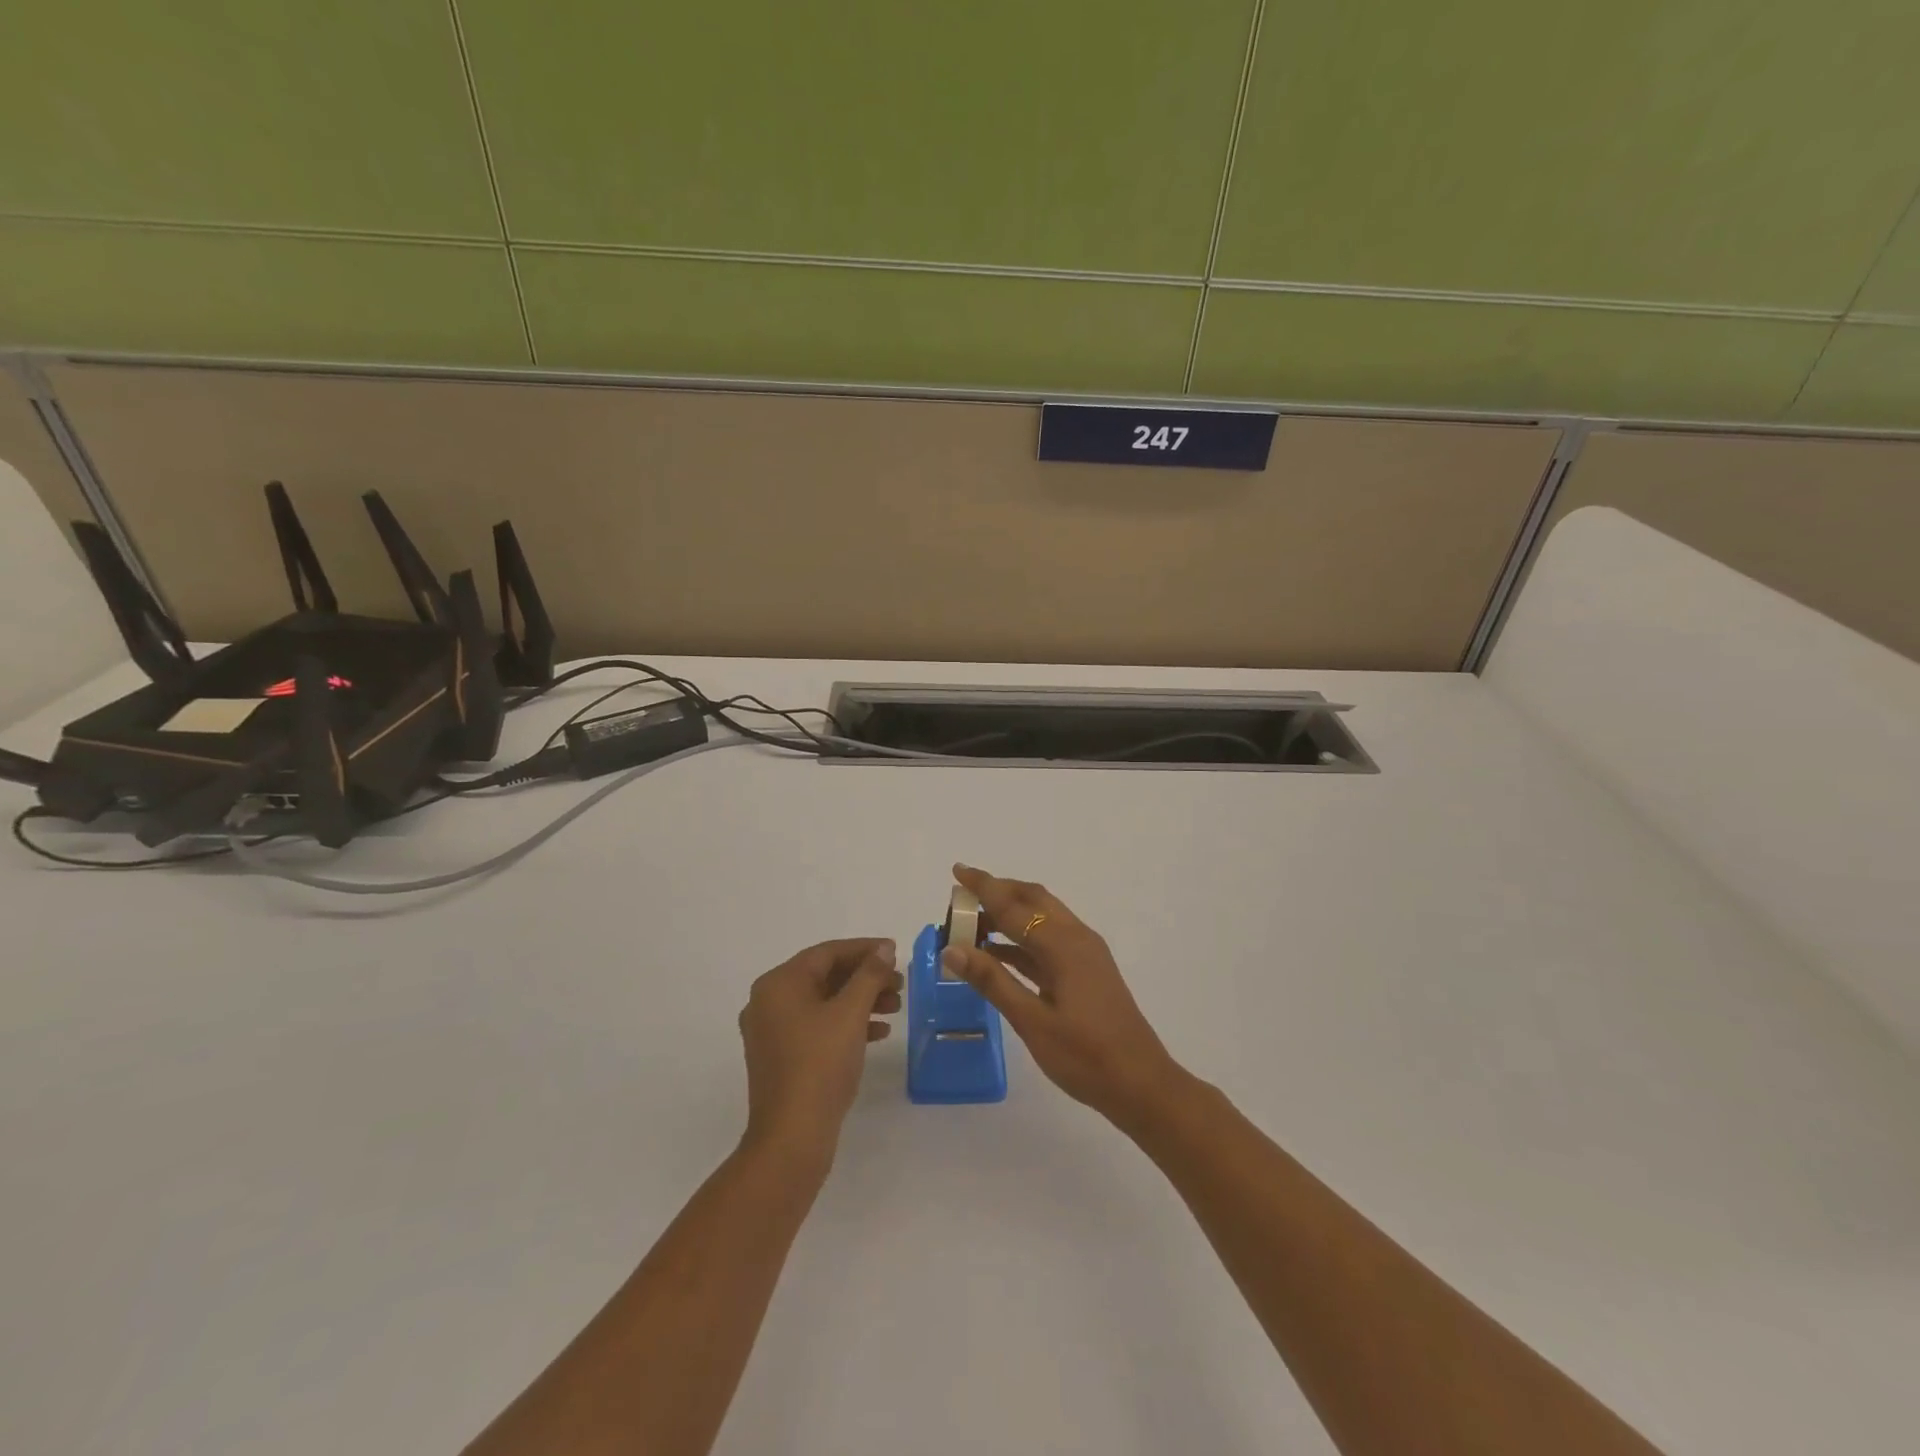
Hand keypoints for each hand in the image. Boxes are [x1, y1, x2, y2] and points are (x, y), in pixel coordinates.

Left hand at [738, 939, 902, 1163]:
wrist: (792, 1137)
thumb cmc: (820, 1064)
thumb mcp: (850, 1014)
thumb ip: (869, 975)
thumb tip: (883, 949)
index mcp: (778, 984)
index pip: (827, 953)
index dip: (864, 949)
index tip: (895, 951)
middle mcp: (769, 1002)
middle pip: (825, 977)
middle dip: (865, 978)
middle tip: (900, 983)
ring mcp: (772, 1032)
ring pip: (824, 1003)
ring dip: (861, 1001)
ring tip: (896, 1006)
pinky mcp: (782, 1057)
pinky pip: (818, 1027)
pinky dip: (847, 1025)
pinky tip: (878, 1033)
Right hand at [941, 865, 1185, 1126]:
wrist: (1141, 1085)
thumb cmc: (1085, 1056)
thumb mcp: (1032, 1021)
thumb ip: (992, 981)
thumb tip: (952, 948)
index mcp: (1063, 944)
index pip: (1014, 906)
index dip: (983, 887)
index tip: (957, 870)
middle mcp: (1076, 938)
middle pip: (1032, 900)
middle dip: (997, 892)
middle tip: (961, 898)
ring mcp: (1085, 954)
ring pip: (1042, 919)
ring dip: (1009, 916)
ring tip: (971, 925)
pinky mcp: (1087, 971)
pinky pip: (1048, 941)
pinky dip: (1021, 939)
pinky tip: (998, 954)